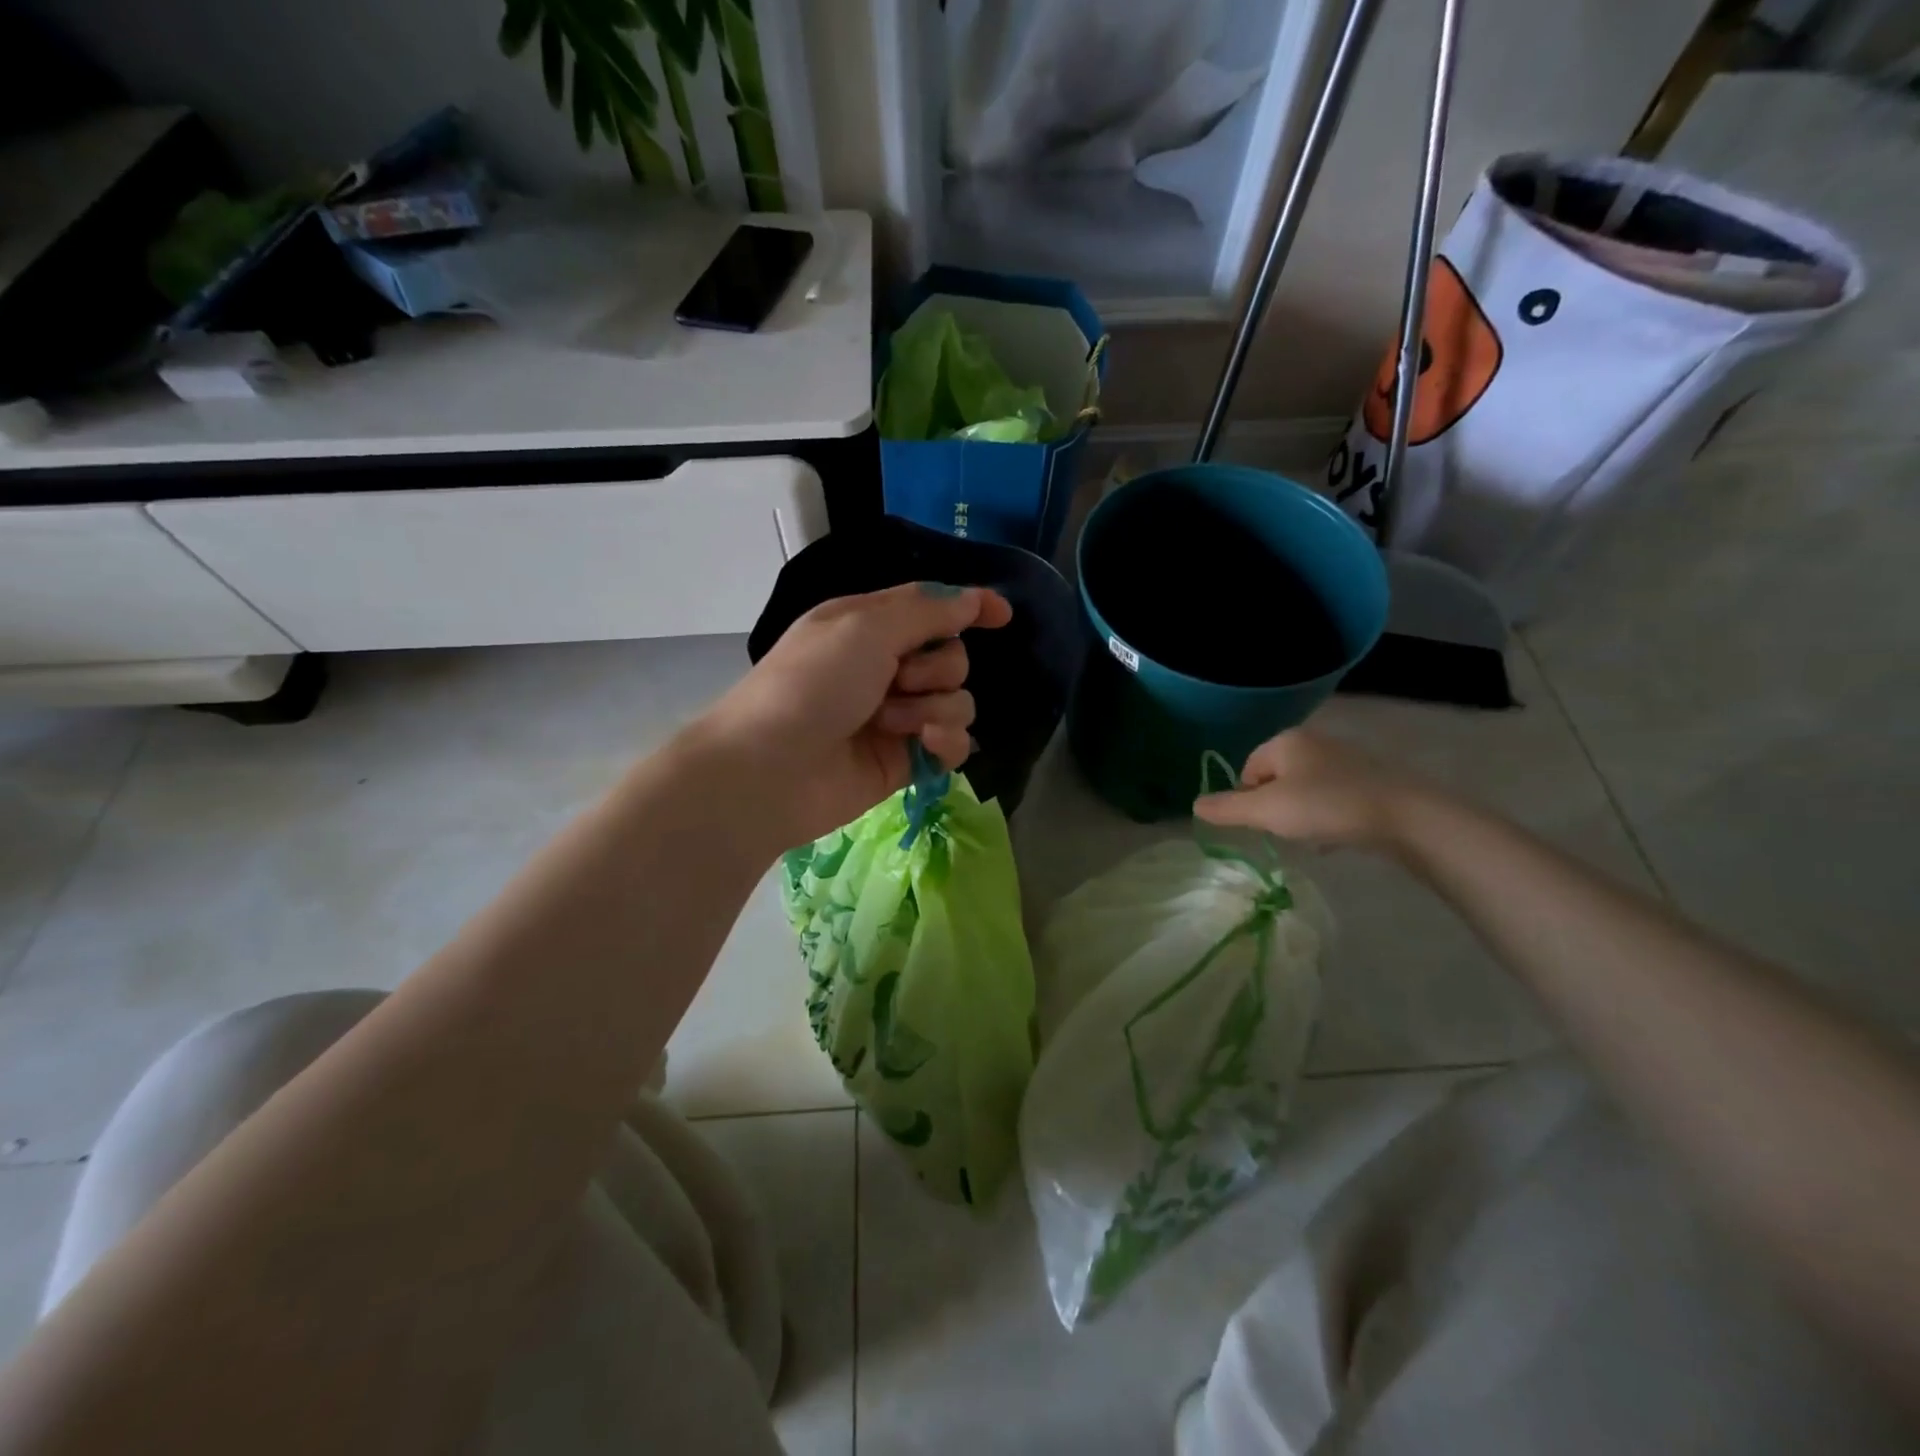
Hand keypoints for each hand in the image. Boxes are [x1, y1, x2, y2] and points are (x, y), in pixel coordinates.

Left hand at [696, 582, 1012, 847]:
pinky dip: (944, 741)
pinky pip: (953, 742)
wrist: (771, 770)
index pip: (932, 606)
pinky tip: (923, 746)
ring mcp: (898, 715)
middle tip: (896, 681)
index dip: (969, 606)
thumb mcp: (865, 629)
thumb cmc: (811, 685)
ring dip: (932, 707)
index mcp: (869, 625)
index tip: (1002, 616)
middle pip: (952, 656)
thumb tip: (972, 598)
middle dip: (935, 668)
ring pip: (958, 700)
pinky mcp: (907, 759)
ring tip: (890, 722)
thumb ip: (926, 612)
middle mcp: (886, 667)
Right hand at [1192, 729, 1423, 851]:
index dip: (1248, 798)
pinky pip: (1334, 797)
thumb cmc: (1326, 807)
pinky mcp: (1370, 779)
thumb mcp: (1267, 811)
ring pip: (1306, 788)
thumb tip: (1195, 805)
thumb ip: (1227, 808)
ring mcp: (1345, 759)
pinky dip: (1328, 815)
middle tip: (1286, 830)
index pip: (1248, 769)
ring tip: (1313, 835)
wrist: (1405, 816)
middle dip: (1275, 806)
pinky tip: (1336, 835)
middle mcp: (1314, 742)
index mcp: (1286, 741)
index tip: (1263, 822)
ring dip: (1302, 813)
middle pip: (1277, 778)